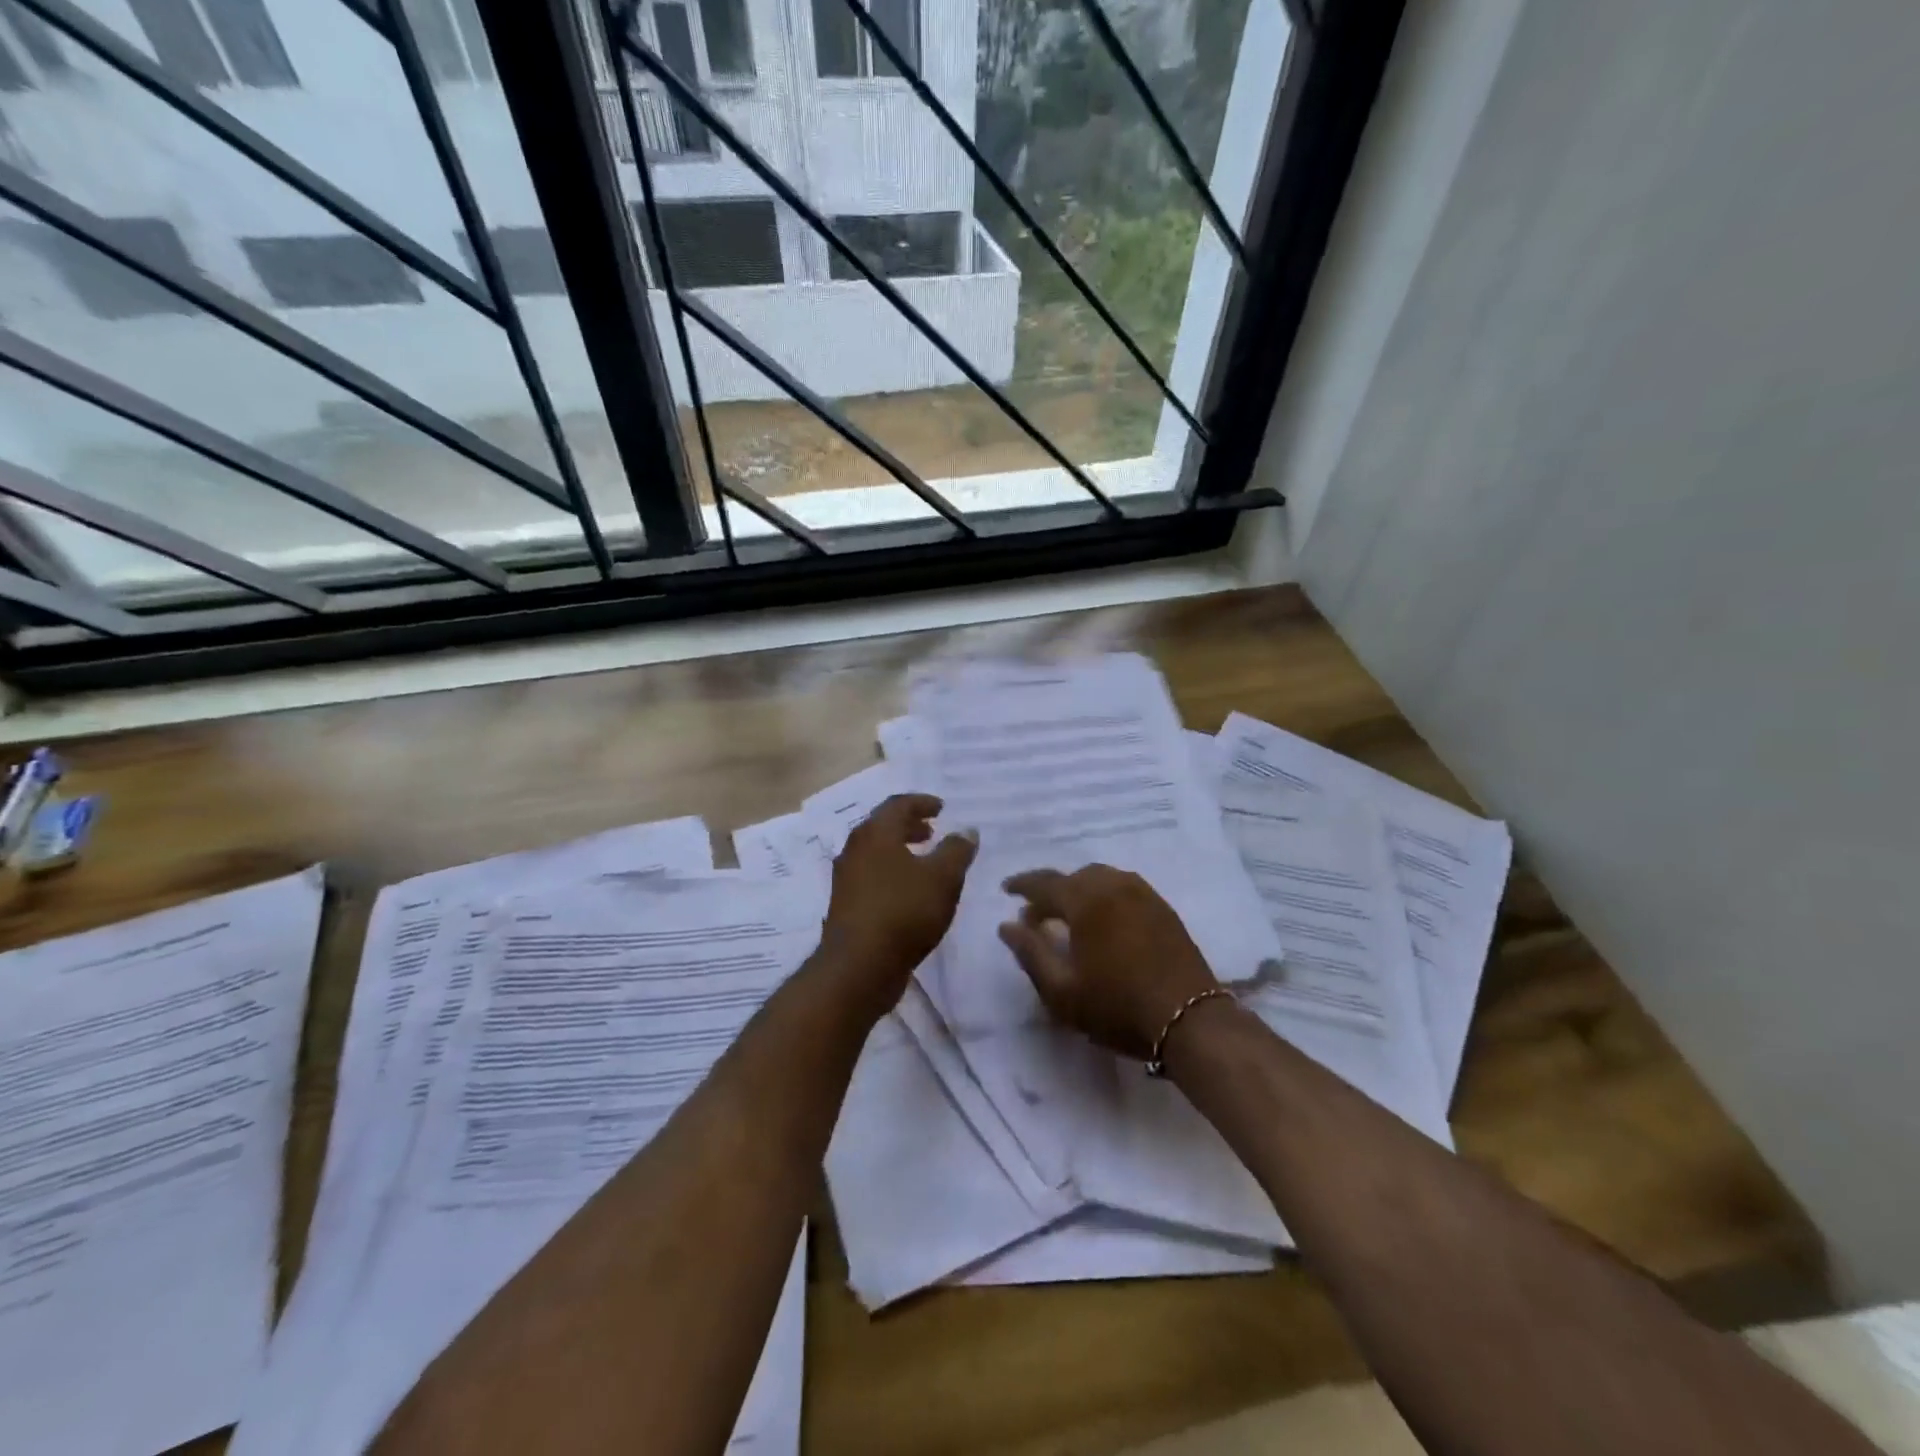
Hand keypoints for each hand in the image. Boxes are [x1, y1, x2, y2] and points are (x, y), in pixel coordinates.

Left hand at [821, 794, 976, 1014]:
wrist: (858, 966)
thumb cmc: (903, 912)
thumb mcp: (943, 878)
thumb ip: (957, 850)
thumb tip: (966, 830)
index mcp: (875, 833)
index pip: (898, 804)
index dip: (922, 803)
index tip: (942, 808)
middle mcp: (855, 849)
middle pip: (883, 827)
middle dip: (910, 826)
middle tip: (933, 831)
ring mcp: (847, 879)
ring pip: (876, 853)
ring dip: (901, 851)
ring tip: (925, 862)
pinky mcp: (846, 906)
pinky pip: (872, 876)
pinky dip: (893, 873)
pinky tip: (910, 893)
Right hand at [998, 866, 1219, 1059]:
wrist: (1190, 1020)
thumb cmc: (1118, 1007)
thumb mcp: (1062, 991)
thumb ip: (1030, 953)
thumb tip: (1007, 926)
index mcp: (1086, 900)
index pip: (1045, 883)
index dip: (1022, 885)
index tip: (1006, 890)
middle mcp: (1115, 886)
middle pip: (1074, 877)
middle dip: (1052, 892)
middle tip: (1037, 917)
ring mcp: (1144, 894)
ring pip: (1102, 879)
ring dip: (1080, 891)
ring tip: (1070, 918)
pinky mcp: (1163, 909)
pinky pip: (1124, 888)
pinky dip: (1105, 896)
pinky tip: (1104, 922)